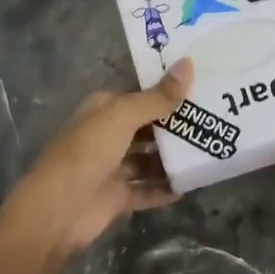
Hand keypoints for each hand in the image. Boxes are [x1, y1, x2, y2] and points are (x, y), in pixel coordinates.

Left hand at [0, 59, 192, 253]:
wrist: (59, 209)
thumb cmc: (88, 151)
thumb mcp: (123, 115)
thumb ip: (158, 96)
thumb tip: (188, 64)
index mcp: (105, 108)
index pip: (141, 93)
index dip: (167, 89)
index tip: (202, 85)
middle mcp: (108, 134)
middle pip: (148, 126)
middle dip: (176, 124)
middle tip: (215, 118)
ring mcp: (112, 167)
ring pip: (149, 158)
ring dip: (173, 157)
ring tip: (210, 150)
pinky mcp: (118, 196)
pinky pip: (147, 189)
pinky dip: (165, 188)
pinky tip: (191, 184)